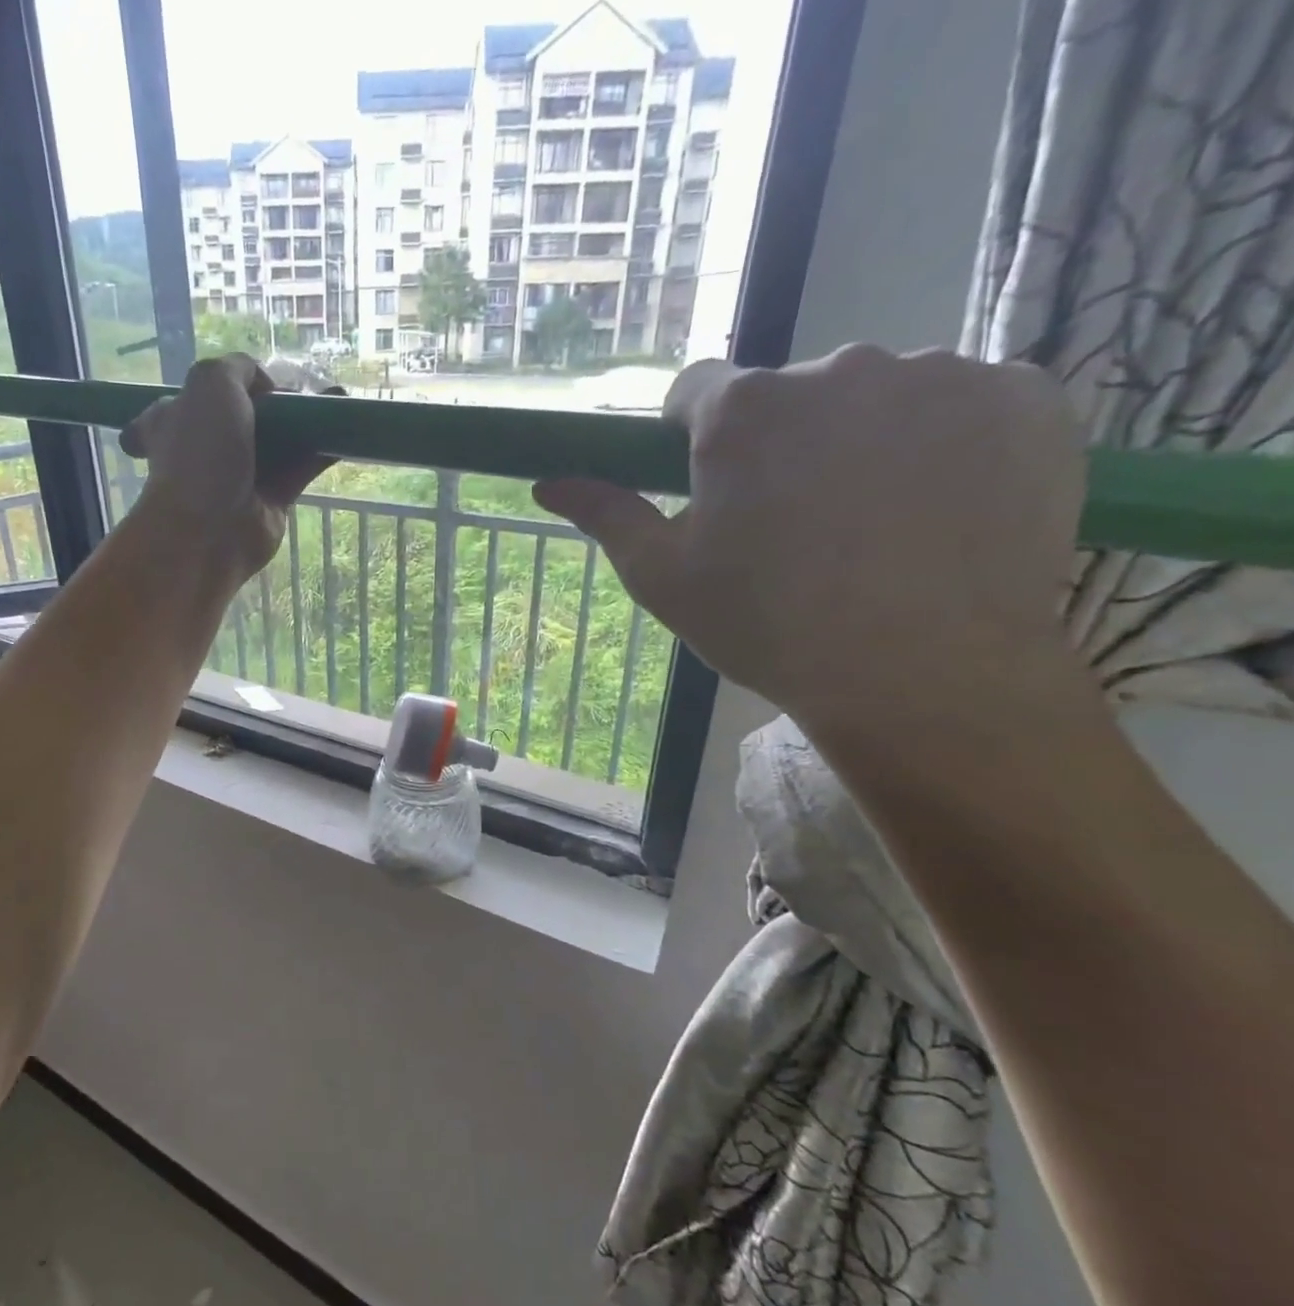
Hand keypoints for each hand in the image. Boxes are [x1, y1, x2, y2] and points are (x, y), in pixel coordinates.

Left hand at [119, 353, 338, 582]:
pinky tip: (344, 434)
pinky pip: (298, 471)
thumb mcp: (210, 383)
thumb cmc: (200, 453)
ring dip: (305, 422)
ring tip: (337, 401)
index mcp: (175, 419)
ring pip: (276, 442)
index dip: (228, 385)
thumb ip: (238, 368)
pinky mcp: (270, 502)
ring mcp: (238, 477)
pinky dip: (320, 452)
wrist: (209, 530)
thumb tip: (266, 387)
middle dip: (276, 402)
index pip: (197, 397)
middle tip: (306, 390)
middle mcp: (205, 448)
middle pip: (245, 418)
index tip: (255, 384)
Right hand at [533, 345, 1087, 735]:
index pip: (695, 390)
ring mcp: (939, 375)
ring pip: (875, 397)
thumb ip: (607, 515)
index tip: (708, 487)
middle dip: (780, 444)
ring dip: (860, 442)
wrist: (922, 673)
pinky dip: (942, 444)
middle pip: (788, 394)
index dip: (689, 437)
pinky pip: (961, 405)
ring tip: (872, 528)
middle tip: (793, 527)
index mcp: (742, 410)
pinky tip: (939, 511)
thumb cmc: (768, 627)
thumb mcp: (664, 578)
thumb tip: (547, 483)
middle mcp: (838, 367)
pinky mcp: (1025, 396)